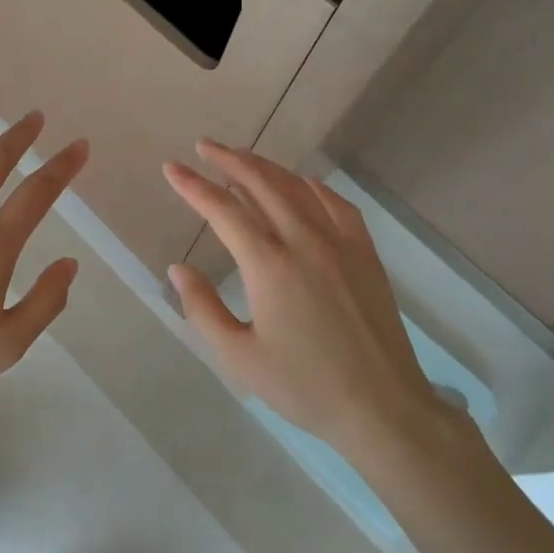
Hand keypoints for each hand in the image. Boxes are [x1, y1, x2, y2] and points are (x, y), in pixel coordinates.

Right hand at [163, 141, 448, 465]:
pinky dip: (311, 186)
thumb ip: (202, 309)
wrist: (382, 406)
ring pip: (297, 187)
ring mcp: (339, 243)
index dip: (192, 186)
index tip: (171, 168)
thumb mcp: (239, 357)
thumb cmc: (303, 386)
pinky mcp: (365, 252)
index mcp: (268, 265)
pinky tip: (301, 183)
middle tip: (205, 146)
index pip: (222, 210)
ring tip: (242, 157)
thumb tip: (178, 268)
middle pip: (260, 184)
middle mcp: (303, 241)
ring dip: (265, 166)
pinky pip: (336, 203)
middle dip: (229, 160)